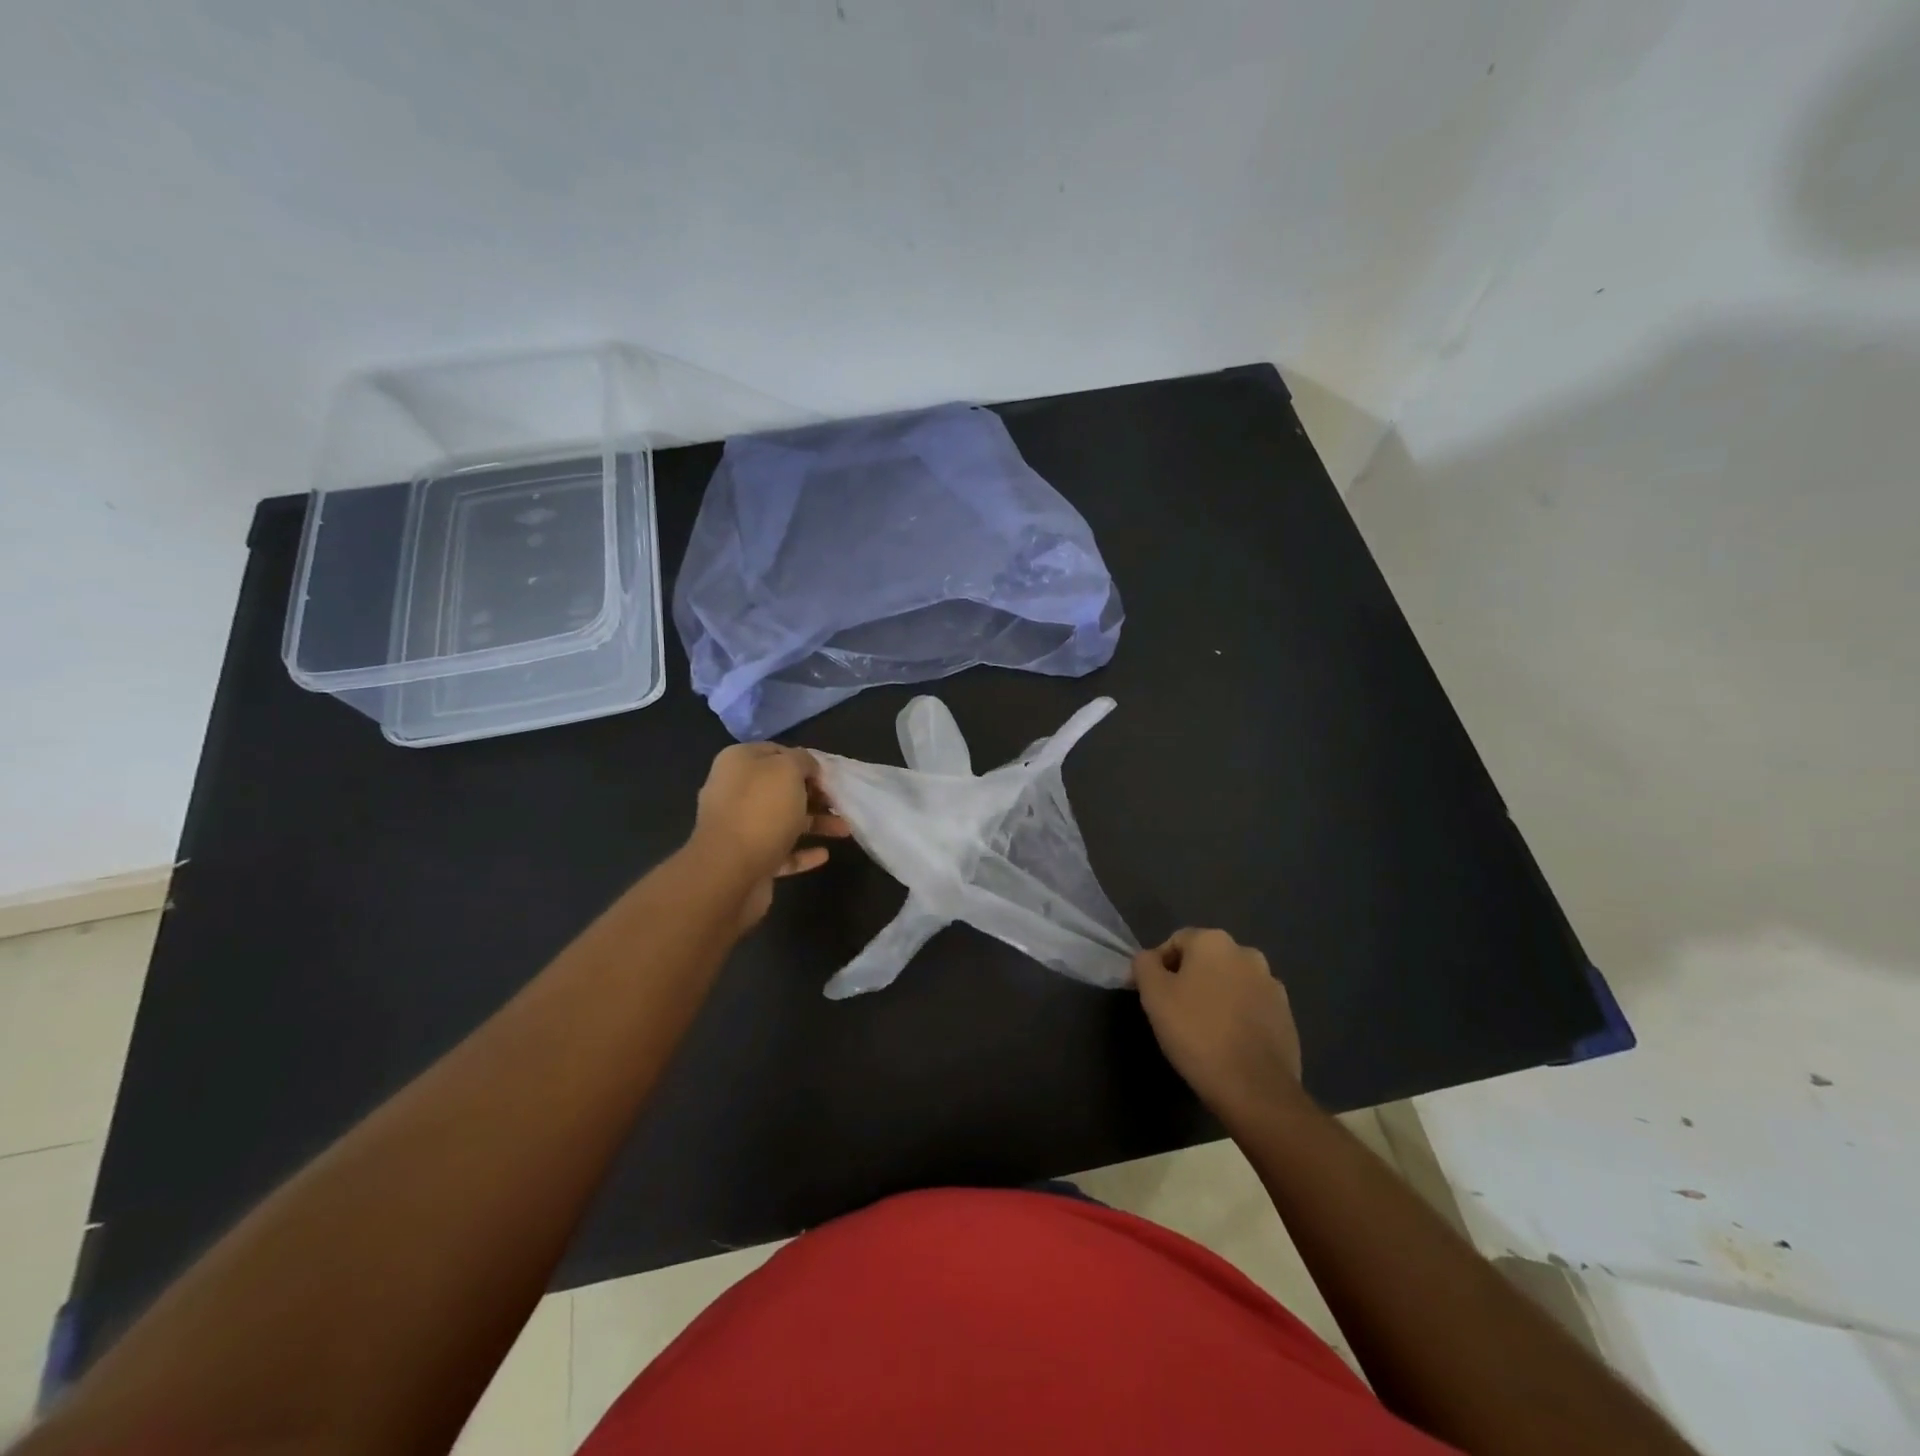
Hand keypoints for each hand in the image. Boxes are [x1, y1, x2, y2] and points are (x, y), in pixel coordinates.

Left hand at [691, 743, 849, 930]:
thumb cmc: (761, 811)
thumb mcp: (788, 770)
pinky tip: (824, 854)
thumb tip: (807, 766)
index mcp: (738, 763)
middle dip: (812, 794)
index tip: (829, 774)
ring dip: (814, 823)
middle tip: (839, 801)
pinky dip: (802, 852)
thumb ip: (802, 760)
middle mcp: (734, 792)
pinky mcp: (747, 860)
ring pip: (783, 820)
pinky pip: (780, 852)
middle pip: (780, 788)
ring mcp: (739, 828)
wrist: (729, 873)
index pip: (775, 752)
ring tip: (844, 829)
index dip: (804, 760)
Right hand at [1133, 929, 1306, 1121]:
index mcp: (1214, 942)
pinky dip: (1237, 1017)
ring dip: (1215, 997)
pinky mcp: (1286, 1016)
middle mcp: (1247, 954)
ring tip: (1202, 1031)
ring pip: (1230, 983)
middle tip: (1174, 1013)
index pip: (1176, 942)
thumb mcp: (1154, 995)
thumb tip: (1149, 959)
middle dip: (1189, 980)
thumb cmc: (1197, 1033)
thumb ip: (1145, 965)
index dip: (1158, 967)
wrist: (1255, 1088)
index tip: (1152, 996)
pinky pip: (1251, 1007)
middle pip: (1206, 960)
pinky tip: (1228, 1044)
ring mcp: (1272, 985)